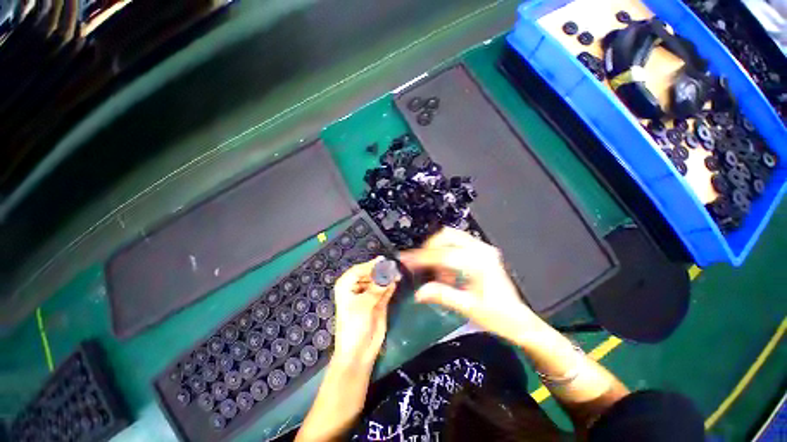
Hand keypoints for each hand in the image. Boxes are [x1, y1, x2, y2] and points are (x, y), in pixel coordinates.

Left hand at [332, 257, 398, 366]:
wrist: (359, 352)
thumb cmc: (354, 326)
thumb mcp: (364, 305)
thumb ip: (377, 288)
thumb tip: (389, 273)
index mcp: (346, 286)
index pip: (359, 269)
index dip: (371, 264)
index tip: (384, 260)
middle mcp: (357, 288)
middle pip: (370, 274)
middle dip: (381, 271)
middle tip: (394, 268)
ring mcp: (368, 295)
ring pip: (379, 281)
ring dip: (387, 278)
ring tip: (397, 274)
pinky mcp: (378, 302)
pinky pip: (385, 290)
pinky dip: (390, 286)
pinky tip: (396, 282)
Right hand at [398, 228, 538, 343]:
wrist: (518, 319)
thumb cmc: (497, 316)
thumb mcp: (469, 308)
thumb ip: (443, 296)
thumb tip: (418, 292)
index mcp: (480, 263)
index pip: (444, 255)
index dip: (422, 257)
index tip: (405, 260)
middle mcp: (481, 250)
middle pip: (446, 236)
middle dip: (428, 249)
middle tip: (419, 265)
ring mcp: (482, 248)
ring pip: (451, 236)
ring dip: (437, 249)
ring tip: (435, 271)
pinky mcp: (481, 251)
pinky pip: (456, 242)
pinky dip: (445, 252)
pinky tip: (446, 270)